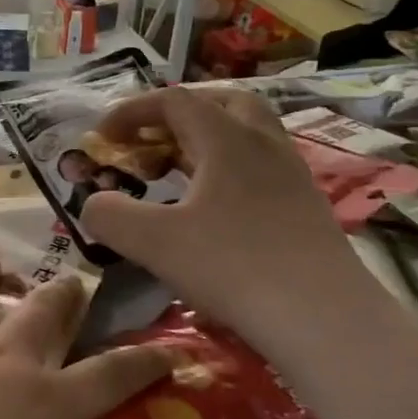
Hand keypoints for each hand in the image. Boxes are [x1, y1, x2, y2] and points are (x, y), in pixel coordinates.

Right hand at [80, 86, 366, 354]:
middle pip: (221, 103)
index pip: (174, 101)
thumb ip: (109, 216)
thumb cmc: (232, 266)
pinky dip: (229, 169)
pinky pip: (262, 166)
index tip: (103, 136)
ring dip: (208, 139)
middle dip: (178, 112)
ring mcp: (292, 174)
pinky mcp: (306, 207)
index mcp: (226, 139)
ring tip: (178, 170)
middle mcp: (264, 144)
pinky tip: (214, 207)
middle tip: (150, 138)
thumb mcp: (153, 242)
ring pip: (248, 133)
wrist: (323, 318)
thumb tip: (94, 204)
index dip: (132, 111)